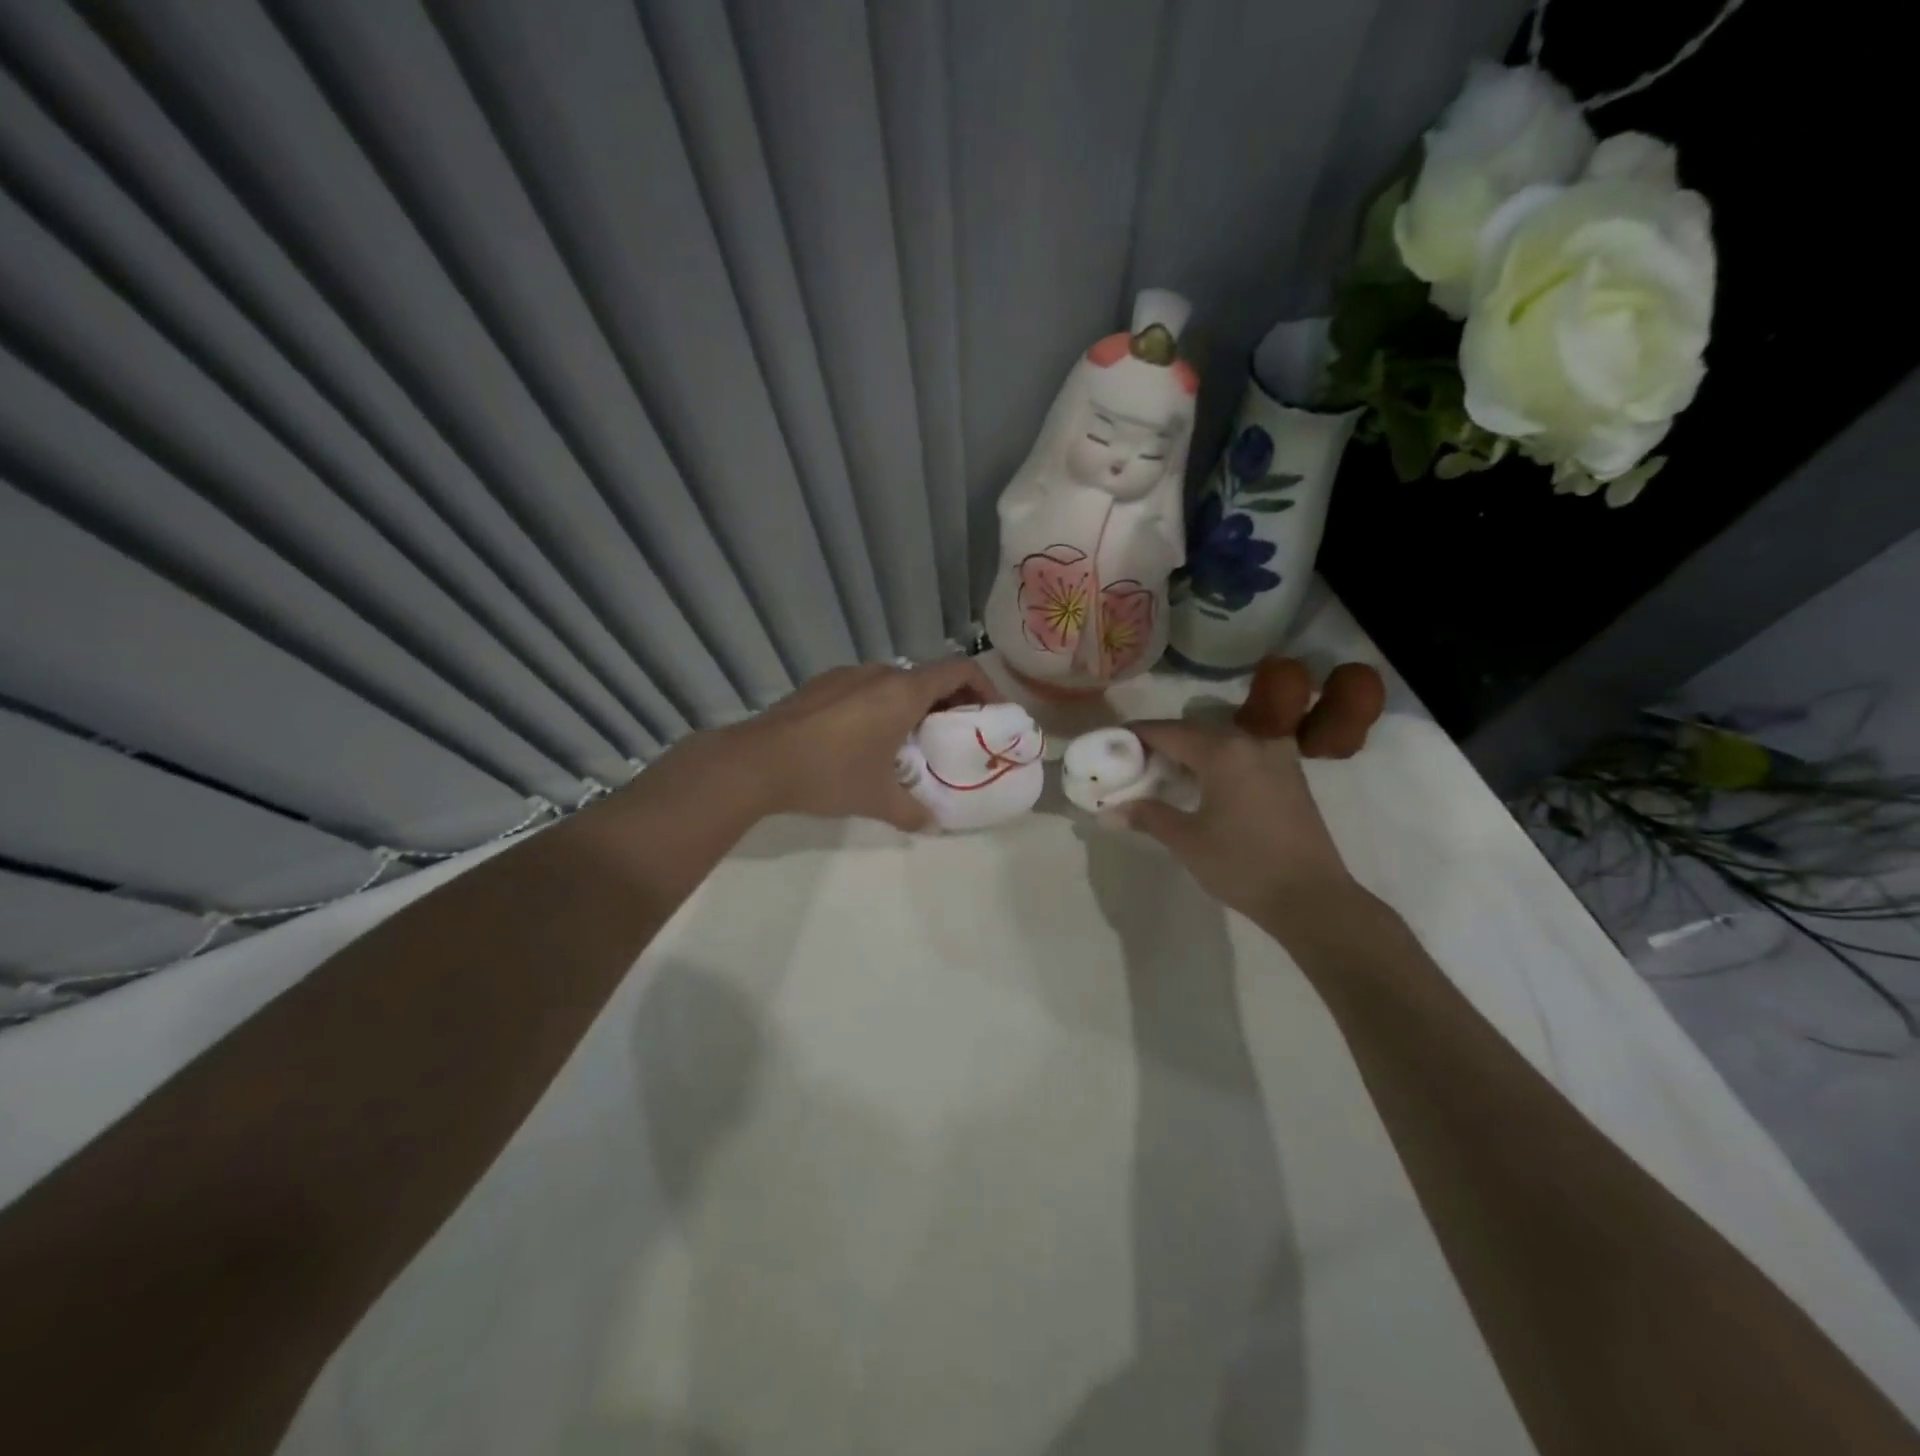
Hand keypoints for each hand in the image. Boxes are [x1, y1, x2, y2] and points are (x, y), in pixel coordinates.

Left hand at [732, 660, 1001, 829]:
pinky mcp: (821, 684)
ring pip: (895, 681)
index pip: (961, 669)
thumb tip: (934, 826)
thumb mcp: (877, 799)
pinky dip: (881, 705)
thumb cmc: (829, 774)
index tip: (992, 715)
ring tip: (911, 741)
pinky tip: (866, 739)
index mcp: (903, 691)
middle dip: (950, 702)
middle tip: (955, 736)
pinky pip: (866, 687)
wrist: (757, 762)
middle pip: (929, 676)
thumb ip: (913, 812)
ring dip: (913, 704)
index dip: (986, 687)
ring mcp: (846, 675)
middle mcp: (878, 673)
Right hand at [1119, 720, 1357, 923]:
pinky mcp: (1289, 775)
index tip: (1109, 745)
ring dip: (1189, 753)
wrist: (1313, 899)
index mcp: (1223, 751)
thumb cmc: (1244, 866)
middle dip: (1160, 744)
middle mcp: (1251, 742)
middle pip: (1193, 731)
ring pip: (1219, 742)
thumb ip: (1147, 816)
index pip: (1166, 731)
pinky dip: (1216, 762)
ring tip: (1163, 776)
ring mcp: (1276, 756)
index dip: (1134, 736)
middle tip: (1131, 764)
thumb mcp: (1187, 841)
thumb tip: (1110, 810)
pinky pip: (1242, 755)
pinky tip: (1202, 786)